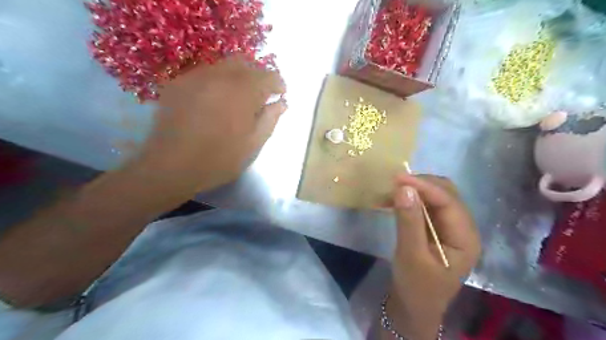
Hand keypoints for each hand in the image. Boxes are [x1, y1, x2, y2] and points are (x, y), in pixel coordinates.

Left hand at [132, 57, 286, 194]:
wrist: (171, 167)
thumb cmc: (219, 159)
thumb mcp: (253, 144)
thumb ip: (270, 119)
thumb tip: (281, 103)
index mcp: (242, 92)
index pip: (267, 75)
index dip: (277, 84)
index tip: (280, 95)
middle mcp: (219, 76)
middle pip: (244, 63)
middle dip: (256, 76)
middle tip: (259, 96)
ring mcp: (194, 77)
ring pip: (222, 66)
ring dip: (235, 77)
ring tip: (235, 99)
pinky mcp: (177, 84)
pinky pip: (202, 75)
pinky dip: (215, 83)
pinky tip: (212, 102)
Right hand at [385, 175, 480, 338]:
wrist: (413, 307)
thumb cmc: (416, 287)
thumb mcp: (411, 255)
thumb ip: (409, 221)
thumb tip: (404, 188)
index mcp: (465, 238)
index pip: (449, 202)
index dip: (425, 187)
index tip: (398, 178)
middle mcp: (462, 228)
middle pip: (446, 194)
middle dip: (421, 185)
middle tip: (394, 185)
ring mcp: (450, 227)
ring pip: (436, 197)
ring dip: (415, 190)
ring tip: (391, 191)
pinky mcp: (437, 228)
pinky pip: (426, 206)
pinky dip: (411, 200)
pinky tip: (395, 200)